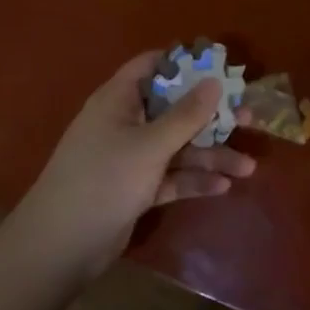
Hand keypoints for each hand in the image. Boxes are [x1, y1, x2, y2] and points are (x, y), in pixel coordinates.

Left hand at [12, 51, 255, 278]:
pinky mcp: (135, 189)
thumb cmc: (104, 180)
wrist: (61, 246)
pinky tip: (223, 187)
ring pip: (176, 147)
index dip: (184, 63)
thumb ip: (185, 115)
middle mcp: (125, 122)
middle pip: (173, 109)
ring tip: (249, 167)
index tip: (220, 65)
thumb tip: (214, 82)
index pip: (153, 66)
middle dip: (210, 116)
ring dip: (210, 155)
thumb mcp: (150, 145)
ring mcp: (130, 157)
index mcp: (119, 99)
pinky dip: (193, 180)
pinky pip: (170, 177)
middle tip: (249, 118)